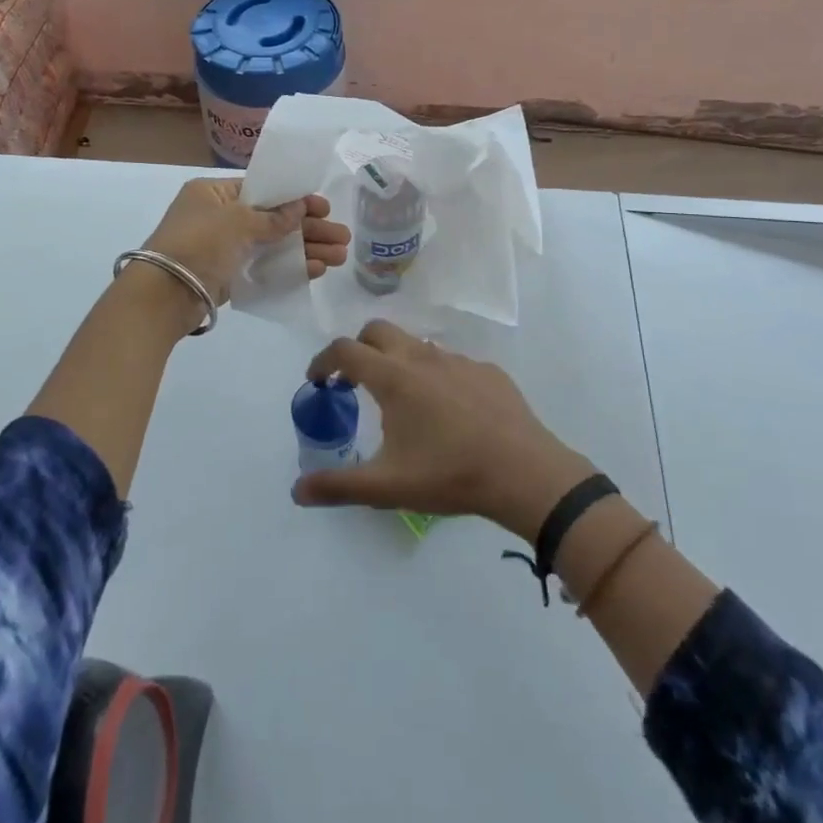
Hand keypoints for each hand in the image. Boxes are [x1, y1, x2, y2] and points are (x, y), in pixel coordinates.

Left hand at [140, 177, 349, 308]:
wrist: (163, 295)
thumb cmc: (198, 244)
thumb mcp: (238, 222)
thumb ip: (273, 217)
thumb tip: (301, 208)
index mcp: (214, 193)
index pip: (262, 189)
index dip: (295, 199)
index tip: (324, 207)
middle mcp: (219, 217)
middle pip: (273, 219)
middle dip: (309, 228)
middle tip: (343, 238)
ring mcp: (224, 249)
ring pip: (273, 245)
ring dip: (306, 249)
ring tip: (340, 257)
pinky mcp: (228, 276)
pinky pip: (265, 267)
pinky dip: (290, 267)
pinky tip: (317, 270)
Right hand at [291, 321, 593, 540]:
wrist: (525, 474)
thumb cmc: (450, 475)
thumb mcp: (387, 486)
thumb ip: (338, 486)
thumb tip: (297, 491)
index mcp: (394, 378)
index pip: (345, 350)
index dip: (323, 361)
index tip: (317, 380)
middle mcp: (422, 358)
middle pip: (378, 331)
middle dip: (359, 348)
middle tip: (354, 381)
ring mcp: (459, 361)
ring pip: (416, 345)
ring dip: (397, 360)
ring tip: (401, 398)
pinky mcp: (488, 371)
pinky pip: (451, 362)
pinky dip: (435, 375)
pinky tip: (447, 411)